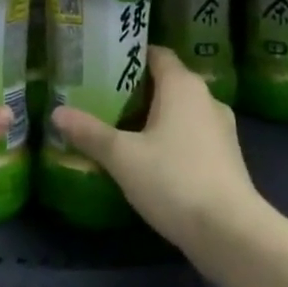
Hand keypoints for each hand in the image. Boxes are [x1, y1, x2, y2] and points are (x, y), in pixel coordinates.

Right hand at [50, 46, 261, 258]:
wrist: (231, 233)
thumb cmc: (174, 180)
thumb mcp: (122, 156)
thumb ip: (90, 132)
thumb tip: (57, 112)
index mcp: (182, 85)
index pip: (156, 53)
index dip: (130, 55)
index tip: (102, 65)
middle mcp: (206, 98)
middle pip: (167, 82)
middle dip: (137, 89)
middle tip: (103, 99)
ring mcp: (221, 128)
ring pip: (181, 110)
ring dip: (155, 117)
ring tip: (122, 129)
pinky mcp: (227, 157)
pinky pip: (193, 135)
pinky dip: (172, 139)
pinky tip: (150, 159)